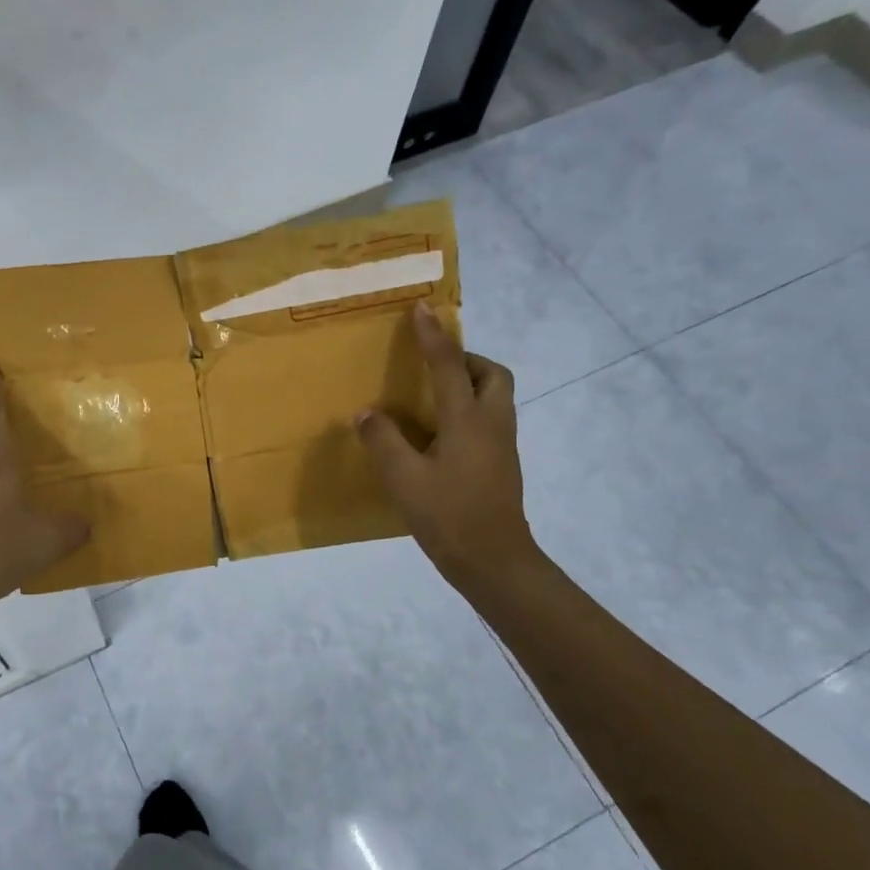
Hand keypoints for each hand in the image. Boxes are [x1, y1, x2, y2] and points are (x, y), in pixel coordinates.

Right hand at [357, 304, 542, 598]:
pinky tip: (438, 434)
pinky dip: (468, 411)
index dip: (433, 335)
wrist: (494, 561)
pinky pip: (489, 420)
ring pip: (495, 397)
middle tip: (434, 367)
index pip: (448, 365)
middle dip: (466, 359)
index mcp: (467, 420)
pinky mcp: (501, 464)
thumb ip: (383, 441)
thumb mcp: (404, 479)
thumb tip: (367, 413)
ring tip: (431, 398)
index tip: (422, 308)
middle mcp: (492, 424)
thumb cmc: (448, 516)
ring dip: (469, 384)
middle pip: (493, 374)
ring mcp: (502, 445)